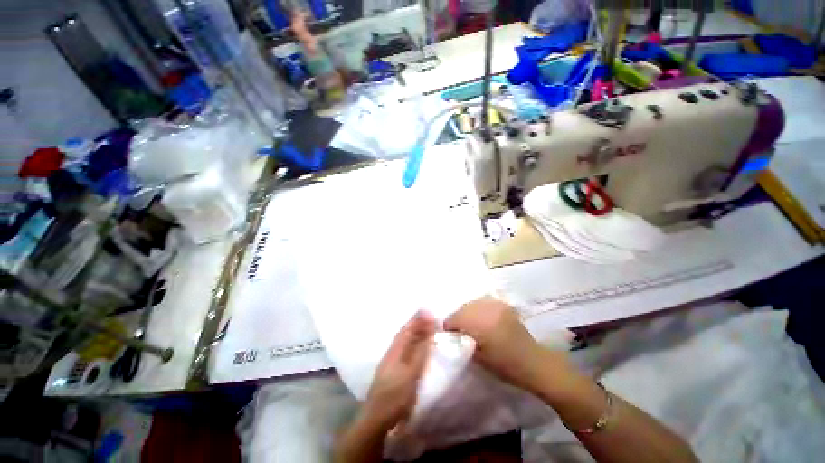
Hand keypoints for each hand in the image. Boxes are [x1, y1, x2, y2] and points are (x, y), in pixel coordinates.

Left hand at [362, 311, 435, 430]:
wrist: (376, 418)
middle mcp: (391, 352)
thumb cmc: (396, 395)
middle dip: (415, 323)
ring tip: (423, 325)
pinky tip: (414, 345)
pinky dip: (411, 342)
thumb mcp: (412, 373)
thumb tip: (429, 330)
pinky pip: (403, 349)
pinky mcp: (391, 370)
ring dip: (413, 331)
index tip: (427, 309)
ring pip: (403, 341)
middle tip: (428, 315)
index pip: (407, 329)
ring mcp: (390, 361)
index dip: (417, 319)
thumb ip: (420, 351)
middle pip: (404, 333)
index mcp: (395, 350)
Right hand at [444, 297, 564, 393]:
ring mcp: (497, 306)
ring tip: (468, 321)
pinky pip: (485, 302)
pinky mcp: (504, 306)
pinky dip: (479, 308)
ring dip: (468, 311)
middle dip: (458, 316)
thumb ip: (464, 342)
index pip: (456, 318)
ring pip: (474, 303)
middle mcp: (487, 310)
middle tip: (456, 327)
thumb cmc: (505, 366)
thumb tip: (454, 334)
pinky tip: (480, 316)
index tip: (447, 331)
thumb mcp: (479, 358)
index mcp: (480, 324)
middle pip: (464, 308)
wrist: (533, 362)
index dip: (449, 324)